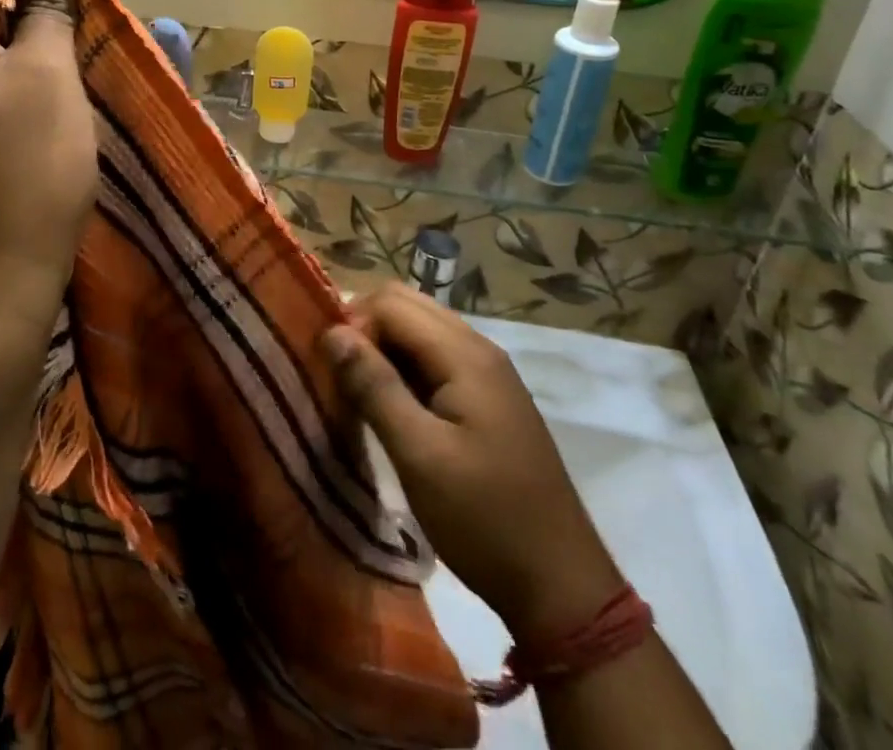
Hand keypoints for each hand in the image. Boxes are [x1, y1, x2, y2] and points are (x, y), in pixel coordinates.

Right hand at [322, 284, 623, 641]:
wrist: (562, 588)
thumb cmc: (485, 519)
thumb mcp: (419, 455)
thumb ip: (374, 386)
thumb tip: (332, 332)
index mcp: (465, 354)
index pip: (391, 303)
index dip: (354, 324)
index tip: (331, 369)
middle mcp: (478, 348)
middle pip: (407, 306)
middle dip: (366, 328)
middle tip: (341, 375)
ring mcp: (488, 373)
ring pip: (420, 331)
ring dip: (384, 348)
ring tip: (359, 391)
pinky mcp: (488, 399)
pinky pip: (435, 359)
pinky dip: (405, 368)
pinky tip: (392, 407)